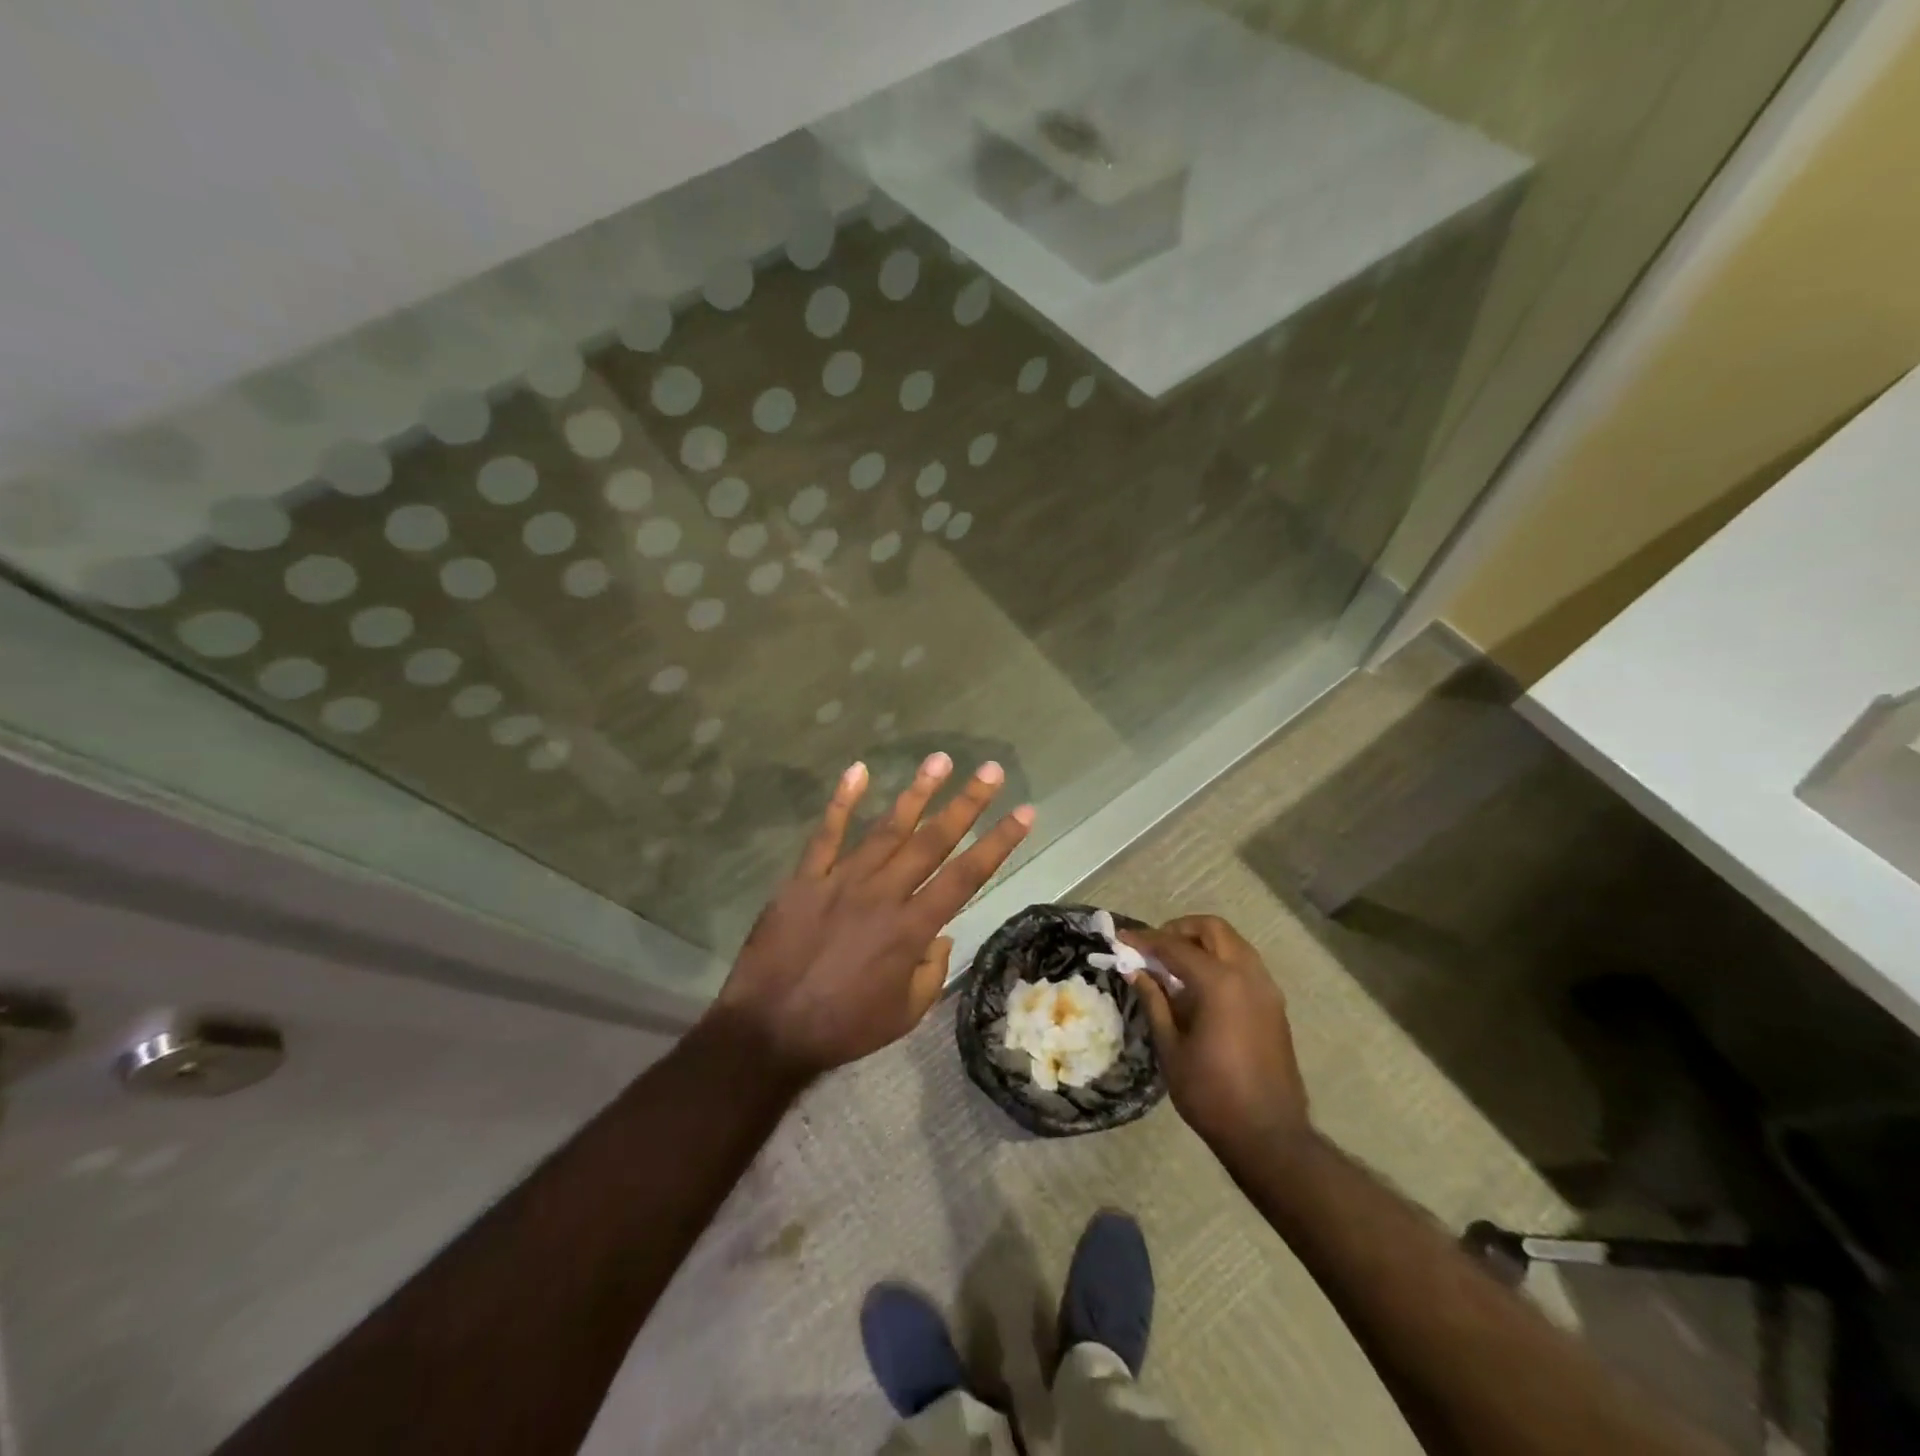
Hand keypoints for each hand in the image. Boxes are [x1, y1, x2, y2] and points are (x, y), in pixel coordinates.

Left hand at [711, 753, 1033, 1080]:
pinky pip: (826, 834)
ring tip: (940, 760)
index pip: (966, 876)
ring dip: (916, 793)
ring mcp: (841, 880)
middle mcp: (883, 894)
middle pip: (932, 841)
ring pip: (886, 829)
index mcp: (911, 928)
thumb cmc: (843, 1027)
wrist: (768, 1029)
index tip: (1024, 812)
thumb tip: (941, 936)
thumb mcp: (905, 1014)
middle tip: (990, 770)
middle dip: (966, 803)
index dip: (998, 843)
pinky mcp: (805, 878)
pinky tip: (858, 770)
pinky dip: (842, 801)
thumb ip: (931, 972)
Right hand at [1120, 916, 1310, 1160]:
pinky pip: (1245, 965)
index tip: (1121, 939)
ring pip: (1233, 943)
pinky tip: (1199, 987)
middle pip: (1212, 929)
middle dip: (1179, 930)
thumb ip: (1154, 1000)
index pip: (1175, 946)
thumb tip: (1135, 971)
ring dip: (1202, 944)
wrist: (1269, 1136)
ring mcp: (1267, 989)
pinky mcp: (1275, 1006)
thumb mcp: (1171, 1047)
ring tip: (1173, 966)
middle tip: (1153, 948)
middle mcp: (1248, 975)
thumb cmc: (1211, 1094)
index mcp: (1220, 983)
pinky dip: (1220, 961)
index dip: (1145, 940)